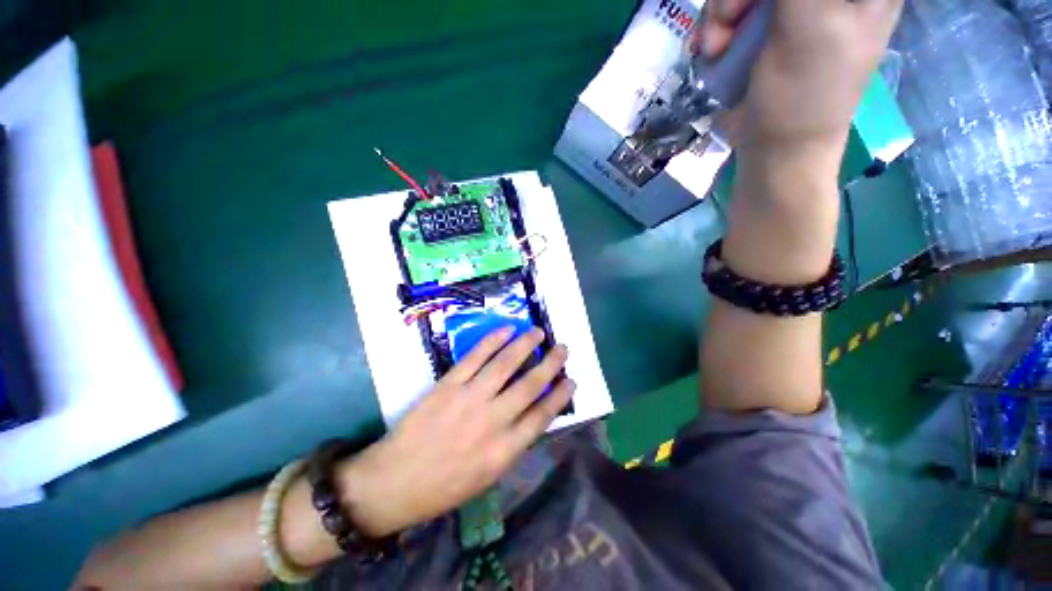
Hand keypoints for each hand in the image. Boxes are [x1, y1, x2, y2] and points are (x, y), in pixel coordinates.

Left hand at [338, 327, 573, 536]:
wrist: (393, 482)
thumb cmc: (443, 487)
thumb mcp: (487, 477)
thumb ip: (512, 445)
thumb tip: (532, 416)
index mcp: (504, 451)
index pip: (542, 416)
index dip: (560, 396)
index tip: (571, 380)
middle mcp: (492, 421)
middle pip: (530, 385)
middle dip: (551, 364)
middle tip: (563, 348)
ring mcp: (469, 399)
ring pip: (505, 364)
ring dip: (526, 345)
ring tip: (539, 332)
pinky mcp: (448, 385)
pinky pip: (475, 357)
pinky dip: (493, 341)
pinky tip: (507, 330)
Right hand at [694, 0, 903, 170]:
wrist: (774, 148)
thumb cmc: (806, 93)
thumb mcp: (811, 21)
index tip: (759, 7)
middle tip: (729, 20)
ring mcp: (791, 6)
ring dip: (721, 12)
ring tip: (716, 47)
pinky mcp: (762, 26)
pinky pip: (731, 10)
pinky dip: (714, 26)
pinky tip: (712, 49)